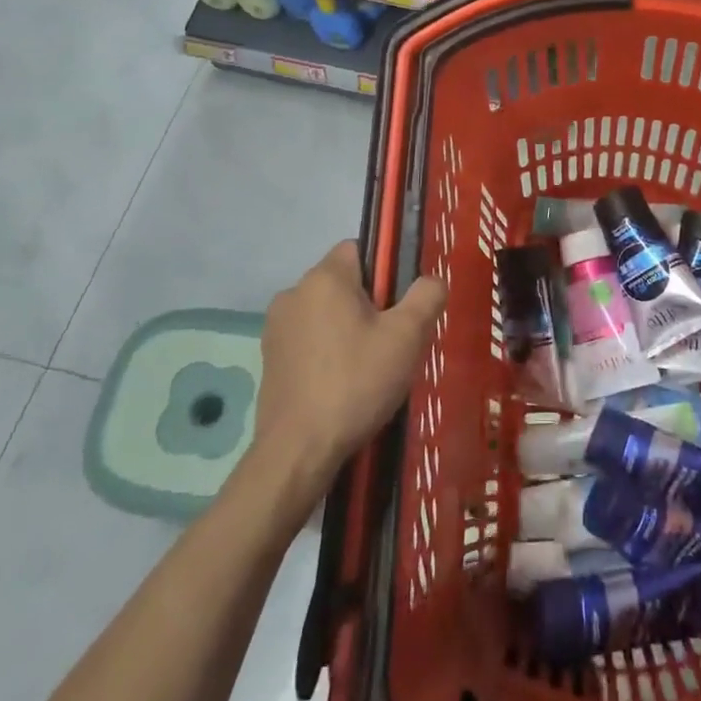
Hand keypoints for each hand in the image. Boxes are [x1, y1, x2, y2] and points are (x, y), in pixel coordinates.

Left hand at [245, 242, 447, 507]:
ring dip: (348, 329)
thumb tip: (431, 281)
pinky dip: (328, 352)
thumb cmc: (356, 383)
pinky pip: (309, 340)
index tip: (399, 305)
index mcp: (324, 278)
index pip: (359, 249)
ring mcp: (276, 328)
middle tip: (392, 341)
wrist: (298, 452)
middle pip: (344, 283)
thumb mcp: (408, 336)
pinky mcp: (269, 360)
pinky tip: (343, 385)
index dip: (385, 271)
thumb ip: (427, 296)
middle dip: (370, 304)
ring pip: (326, 313)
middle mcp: (293, 293)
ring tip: (370, 368)